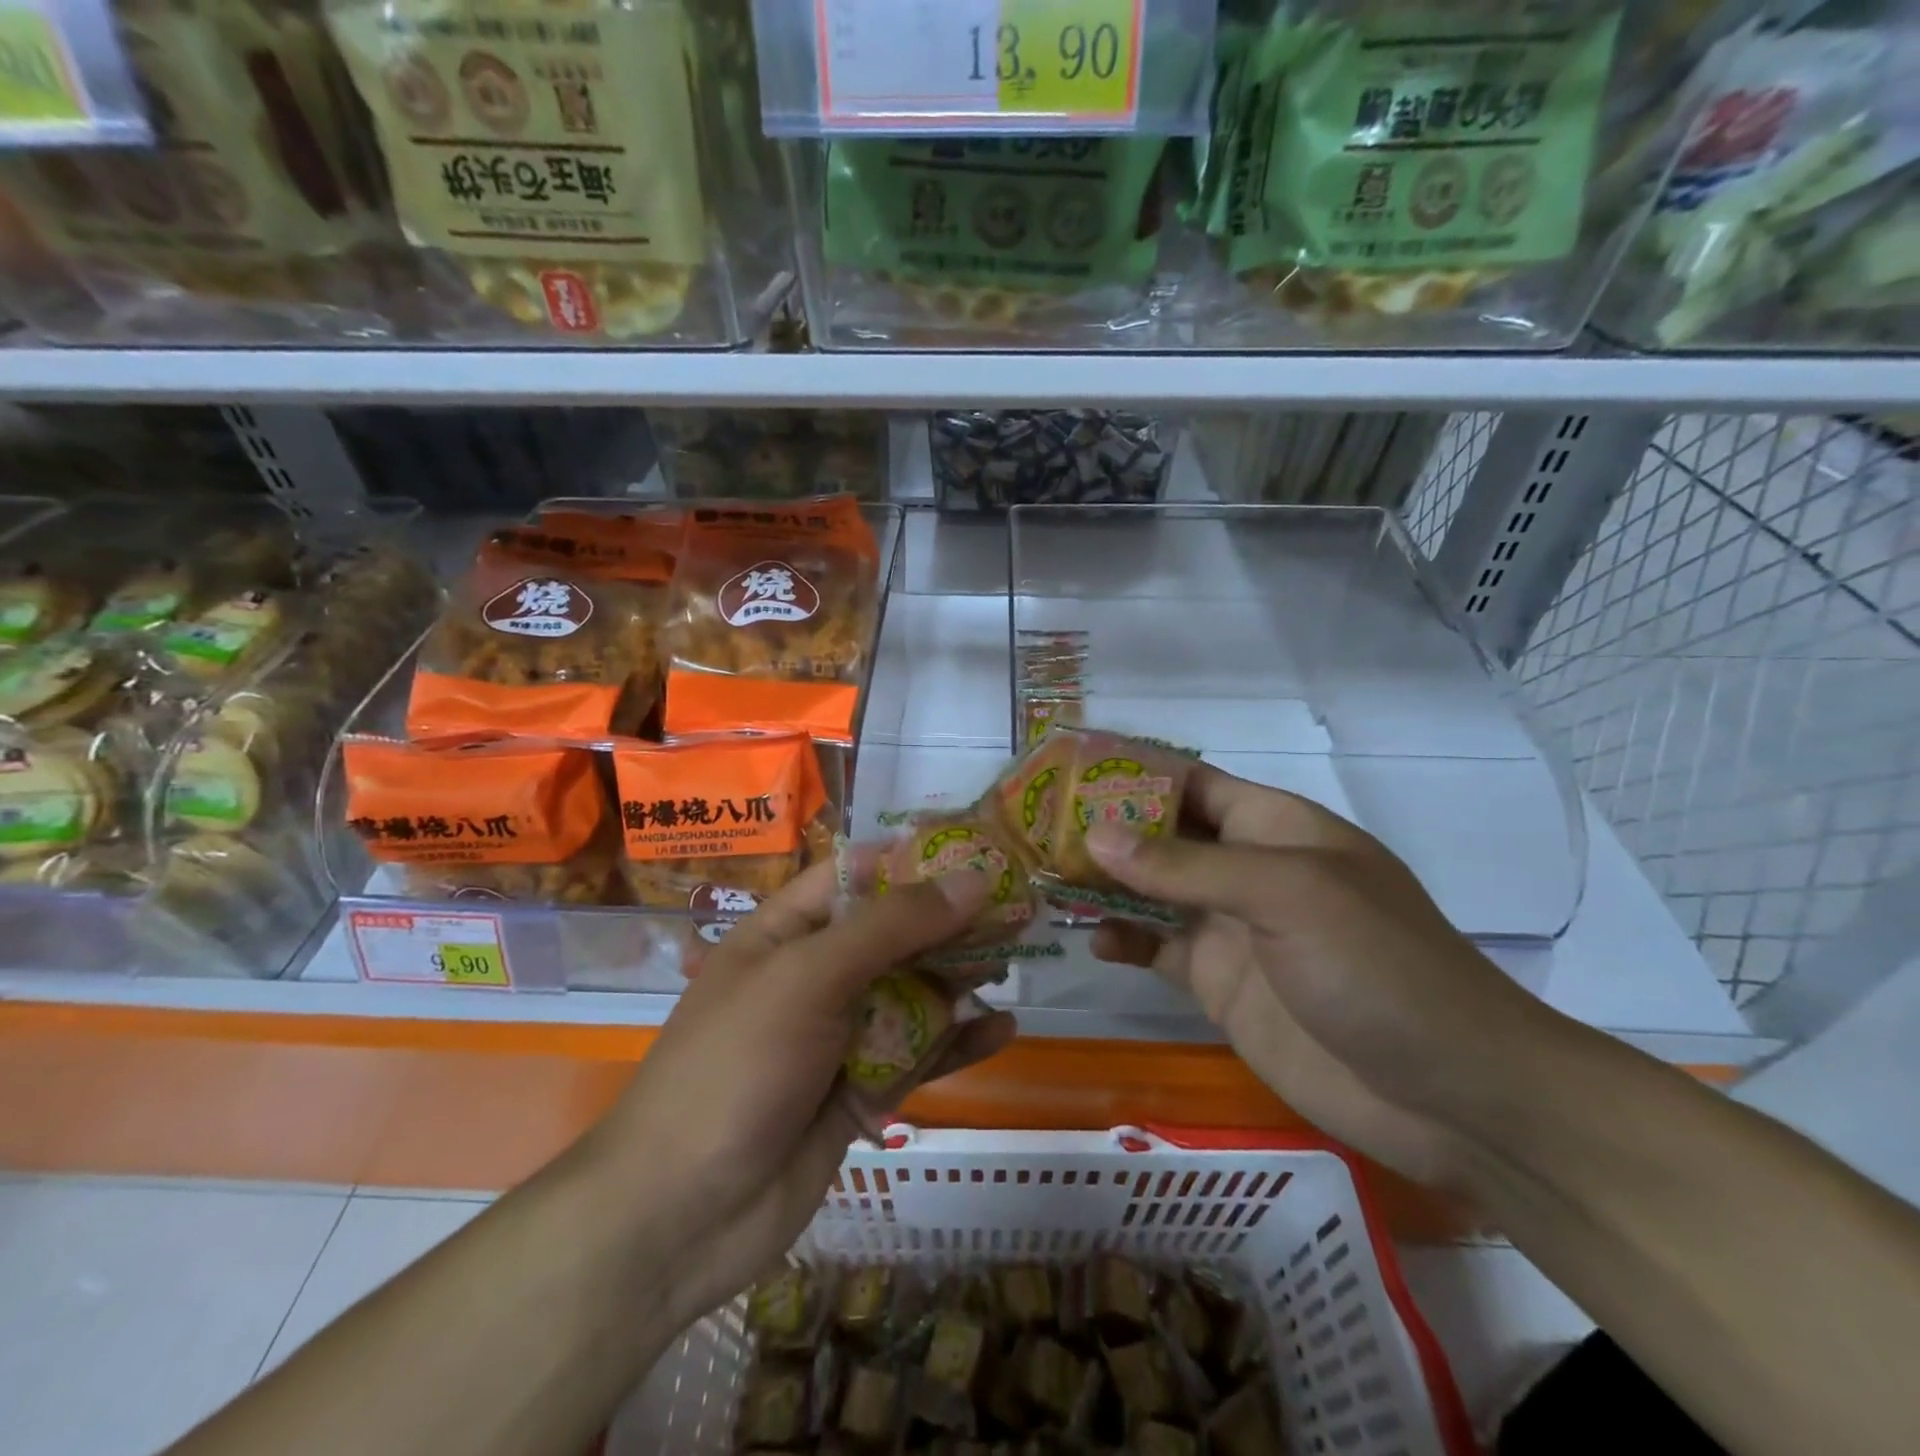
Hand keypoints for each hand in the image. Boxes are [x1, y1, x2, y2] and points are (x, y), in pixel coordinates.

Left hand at [587, 862, 1014, 1334]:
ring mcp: (838, 1036)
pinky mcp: (860, 1091)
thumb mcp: (811, 977)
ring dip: (959, 978)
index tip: (977, 850)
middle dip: (949, 922)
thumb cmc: (737, 1066)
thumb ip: (894, 926)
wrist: (680, 1216)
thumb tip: (973, 879)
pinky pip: (917, 1055)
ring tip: (1013, 960)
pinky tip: (1002, 1030)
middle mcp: (814, 977)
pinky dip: (957, 1042)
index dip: (913, 859)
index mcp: (786, 933)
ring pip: (911, 994)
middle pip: (893, 934)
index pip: (856, 876)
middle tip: (1016, 909)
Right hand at [1089, 765, 1564, 1188]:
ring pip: (1152, 892)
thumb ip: (1187, 866)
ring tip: (1044, 876)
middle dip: (1106, 828)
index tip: (1067, 771)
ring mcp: (1233, 929)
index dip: (1133, 772)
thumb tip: (1096, 834)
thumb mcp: (1285, 895)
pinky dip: (1124, 941)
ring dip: (1105, 882)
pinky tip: (1092, 941)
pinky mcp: (1221, 984)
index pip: (1191, 782)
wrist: (1450, 1096)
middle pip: (1163, 836)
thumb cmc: (1377, 967)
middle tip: (1034, 825)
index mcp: (1273, 827)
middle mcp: (1247, 869)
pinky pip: (1158, 951)